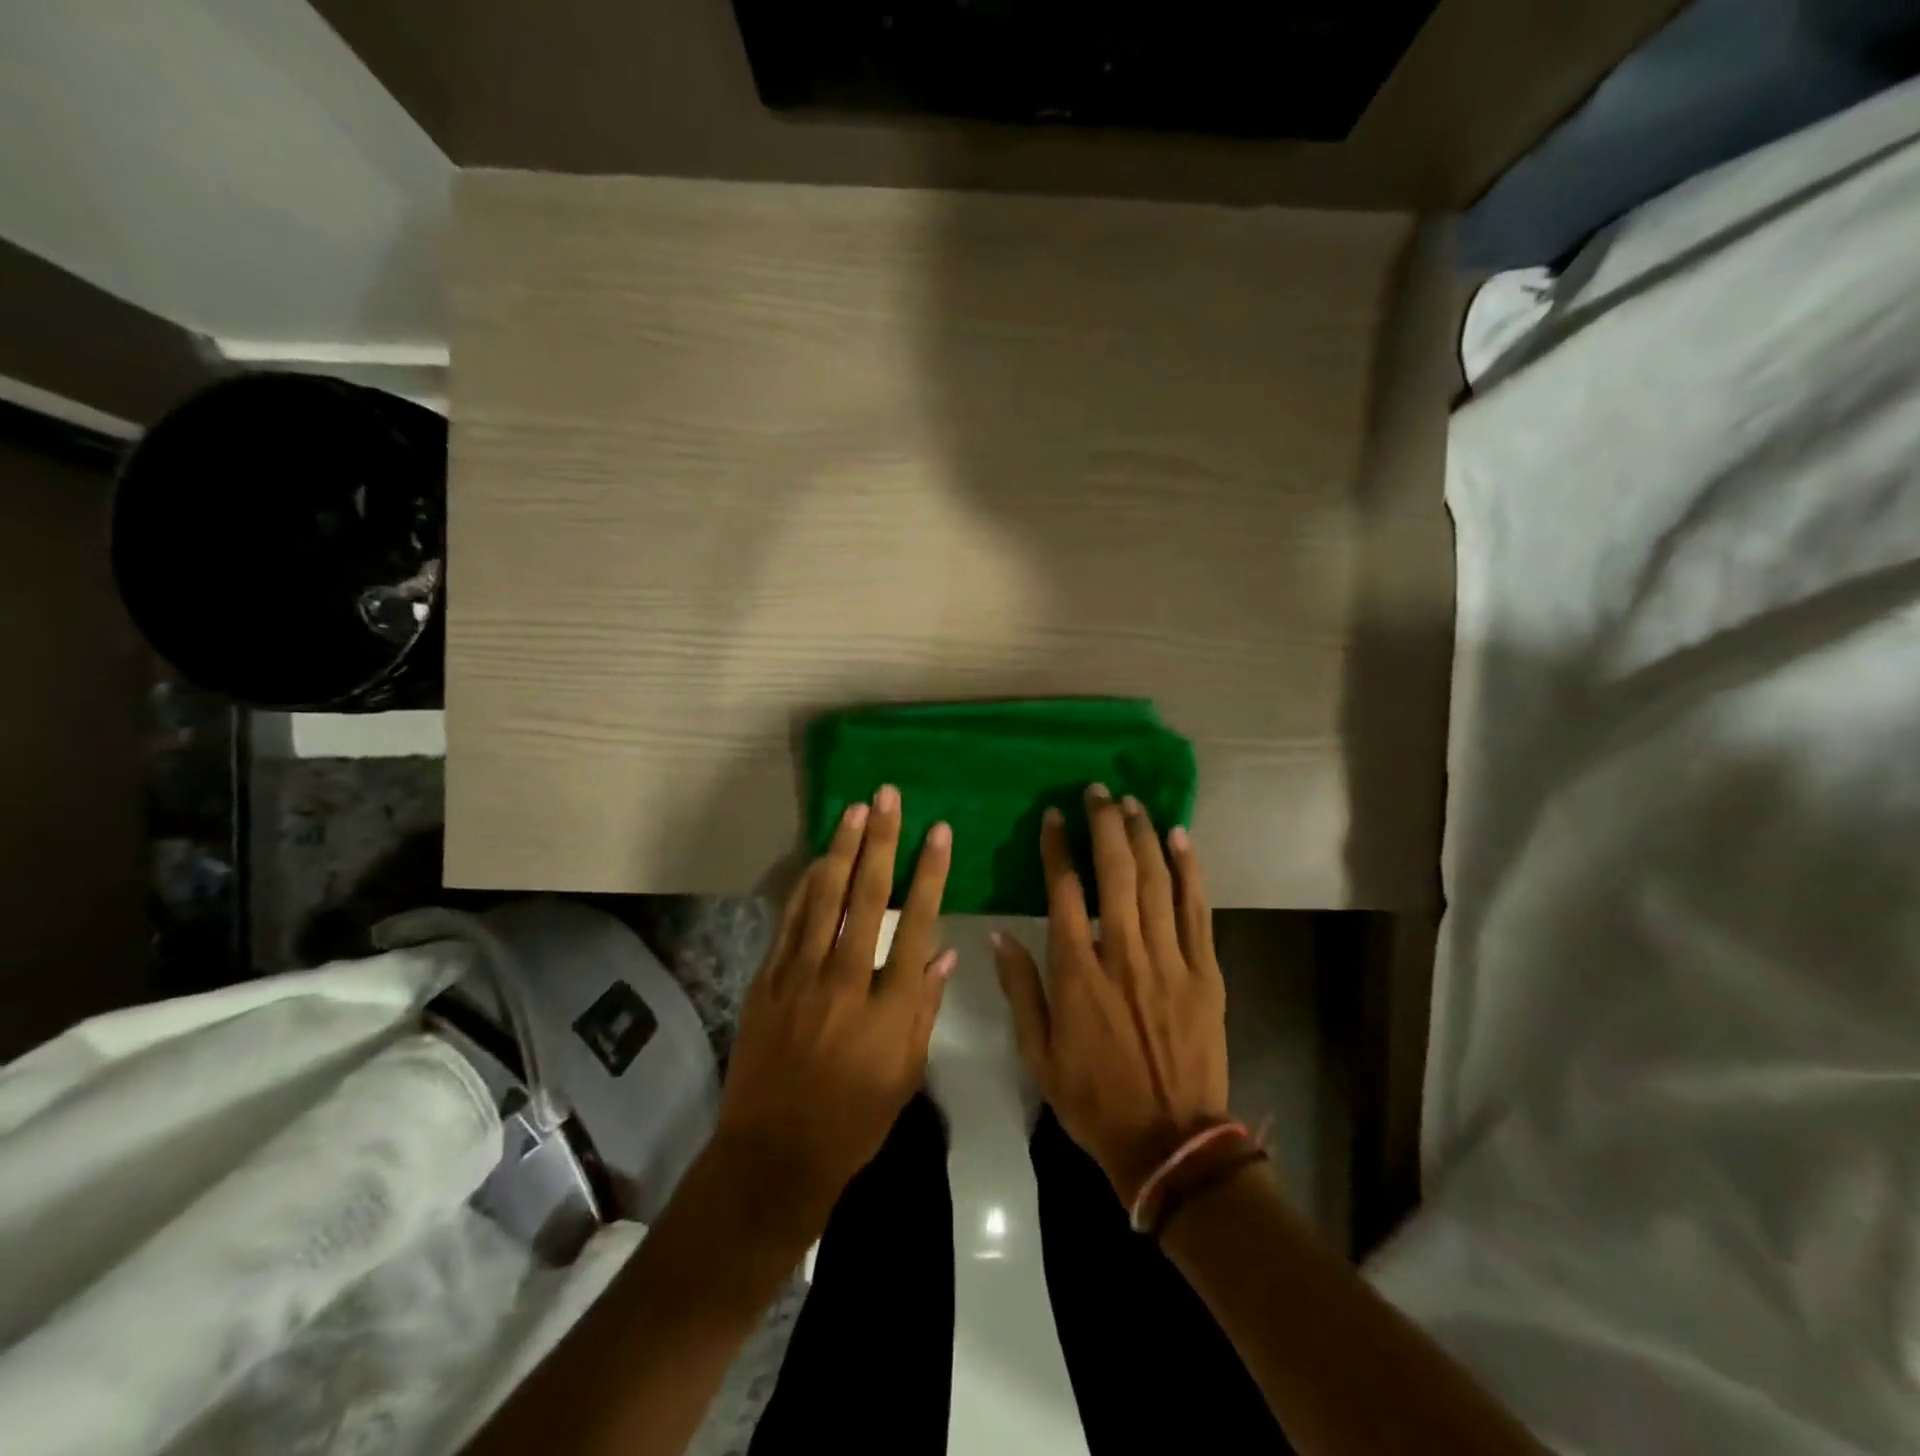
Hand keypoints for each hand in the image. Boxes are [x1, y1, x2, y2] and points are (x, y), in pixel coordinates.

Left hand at [714, 786, 954, 1235]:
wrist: (774, 1155)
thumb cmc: (853, 1122)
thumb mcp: (905, 1074)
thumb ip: (924, 1009)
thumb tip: (942, 955)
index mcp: (889, 1007)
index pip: (917, 924)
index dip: (930, 874)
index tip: (938, 833)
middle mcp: (846, 981)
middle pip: (868, 898)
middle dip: (881, 842)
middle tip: (888, 797)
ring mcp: (801, 978)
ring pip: (825, 900)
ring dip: (842, 851)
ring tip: (855, 811)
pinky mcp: (768, 982)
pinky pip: (790, 923)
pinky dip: (805, 888)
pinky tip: (818, 860)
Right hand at [992, 783, 1228, 1206]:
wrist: (1170, 1143)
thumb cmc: (1094, 1098)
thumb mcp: (1039, 1053)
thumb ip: (1020, 988)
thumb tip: (1000, 933)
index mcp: (1078, 973)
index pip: (1066, 892)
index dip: (1059, 848)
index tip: (1055, 817)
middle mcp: (1124, 954)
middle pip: (1116, 873)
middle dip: (1105, 826)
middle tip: (1098, 792)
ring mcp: (1170, 960)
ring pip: (1156, 882)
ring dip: (1143, 837)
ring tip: (1132, 803)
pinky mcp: (1204, 971)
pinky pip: (1197, 910)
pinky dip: (1190, 870)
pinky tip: (1180, 838)